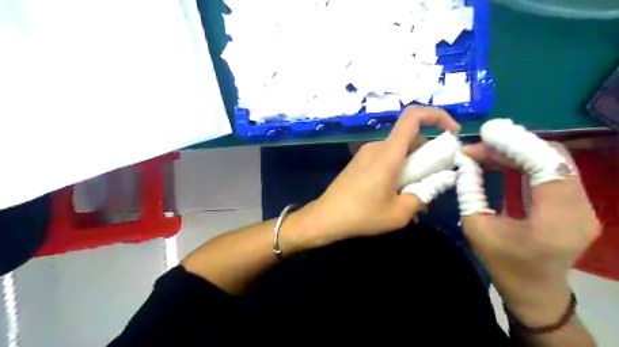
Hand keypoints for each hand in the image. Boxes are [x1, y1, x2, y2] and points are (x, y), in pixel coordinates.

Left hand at [294, 107, 457, 247]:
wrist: (326, 218)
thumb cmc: (362, 215)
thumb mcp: (400, 212)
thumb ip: (423, 195)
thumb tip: (438, 183)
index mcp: (388, 153)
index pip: (413, 116)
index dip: (437, 116)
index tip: (453, 132)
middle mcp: (377, 147)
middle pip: (411, 140)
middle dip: (428, 158)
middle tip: (433, 184)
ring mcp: (366, 154)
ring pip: (399, 153)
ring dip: (412, 170)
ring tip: (415, 199)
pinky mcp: (360, 163)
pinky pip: (386, 161)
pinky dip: (398, 173)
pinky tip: (396, 198)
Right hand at [465, 141, 600, 325]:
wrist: (534, 290)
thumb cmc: (503, 264)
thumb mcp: (476, 227)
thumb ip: (470, 191)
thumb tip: (465, 162)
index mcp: (557, 220)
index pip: (547, 165)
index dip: (516, 144)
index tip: (485, 133)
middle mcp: (580, 208)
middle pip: (553, 157)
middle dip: (512, 145)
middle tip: (478, 145)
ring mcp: (582, 204)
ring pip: (553, 160)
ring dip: (517, 151)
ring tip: (484, 151)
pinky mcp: (575, 203)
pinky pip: (551, 171)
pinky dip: (524, 161)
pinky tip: (500, 160)